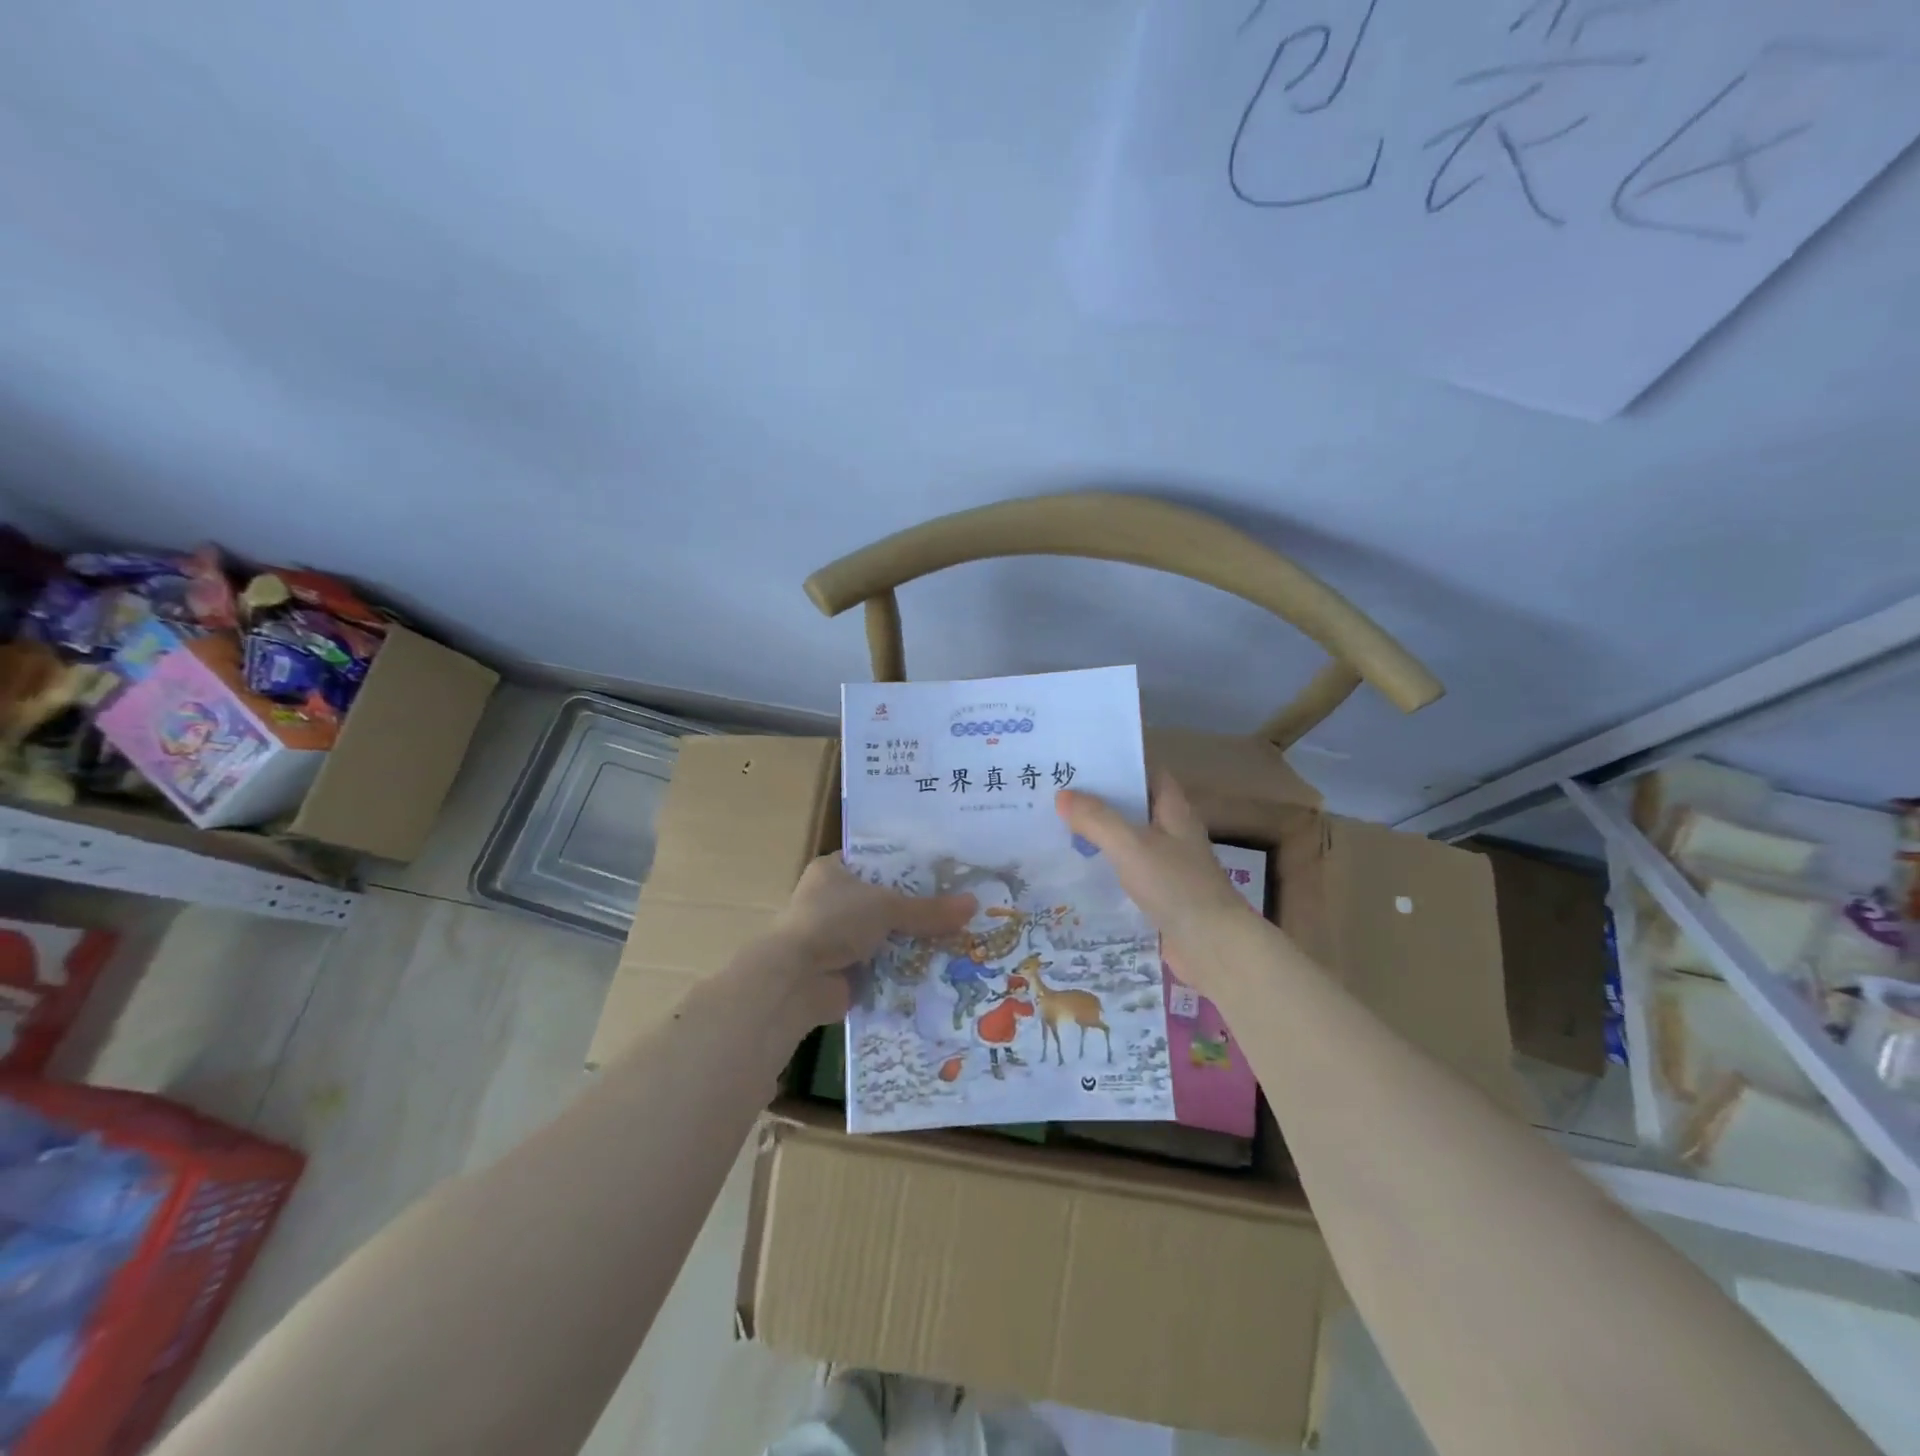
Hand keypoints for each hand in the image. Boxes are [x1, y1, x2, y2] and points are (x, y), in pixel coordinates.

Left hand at [764, 855, 976, 1025]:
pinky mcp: (846, 971)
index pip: (878, 860)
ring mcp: (838, 938)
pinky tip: (941, 968)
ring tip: (961, 937)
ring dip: (914, 941)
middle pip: (886, 900)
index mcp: (833, 870)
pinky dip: (905, 968)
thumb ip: (928, 909)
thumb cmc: (834, 922)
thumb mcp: (886, 907)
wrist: (796, 980)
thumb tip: (974, 905)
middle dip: (919, 908)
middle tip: (961, 907)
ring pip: (887, 935)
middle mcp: (833, 900)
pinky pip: (884, 965)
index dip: (909, 865)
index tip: (946, 869)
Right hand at [1055, 772, 1259, 996]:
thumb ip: (1096, 818)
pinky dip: (1104, 865)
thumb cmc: (1176, 885)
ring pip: (1127, 839)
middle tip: (1055, 792)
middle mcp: (1172, 831)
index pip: (1146, 773)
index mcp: (1173, 810)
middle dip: (1099, 799)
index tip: (1079, 760)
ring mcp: (1167, 864)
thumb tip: (1062, 794)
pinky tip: (1076, 868)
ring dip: (1098, 833)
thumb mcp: (1131, 845)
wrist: (1213, 946)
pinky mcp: (1159, 893)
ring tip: (1055, 826)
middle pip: (1133, 806)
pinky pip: (1126, 869)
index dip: (1117, 764)